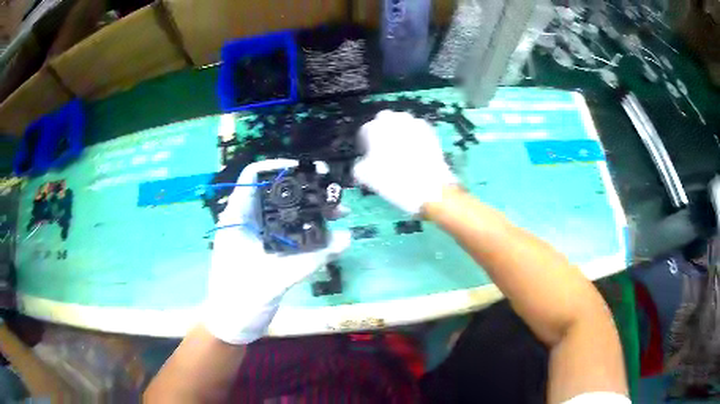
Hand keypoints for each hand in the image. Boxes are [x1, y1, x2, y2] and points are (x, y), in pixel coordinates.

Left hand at [204, 159, 350, 344]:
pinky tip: (331, 235)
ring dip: (312, 211)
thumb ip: (308, 260)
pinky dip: (310, 231)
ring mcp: (260, 237)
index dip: (276, 167)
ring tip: (340, 213)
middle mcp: (248, 222)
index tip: (306, 169)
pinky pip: (292, 233)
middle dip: (305, 190)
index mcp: (237, 219)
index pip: (252, 178)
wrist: (232, 326)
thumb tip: (345, 239)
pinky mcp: (270, 251)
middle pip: (275, 193)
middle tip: (333, 193)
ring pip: (286, 213)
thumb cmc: (239, 301)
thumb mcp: (272, 280)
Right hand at [353, 110, 457, 214]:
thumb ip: (359, 164)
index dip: (365, 142)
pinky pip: (417, 129)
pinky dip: (414, 136)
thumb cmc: (394, 180)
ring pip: (402, 121)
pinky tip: (415, 151)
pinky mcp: (430, 132)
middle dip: (382, 130)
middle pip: (384, 119)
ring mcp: (414, 124)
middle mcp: (395, 121)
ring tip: (400, 148)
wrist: (429, 188)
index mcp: (376, 128)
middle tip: (383, 147)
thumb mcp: (366, 176)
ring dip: (399, 130)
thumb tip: (363, 163)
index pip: (366, 130)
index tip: (368, 153)